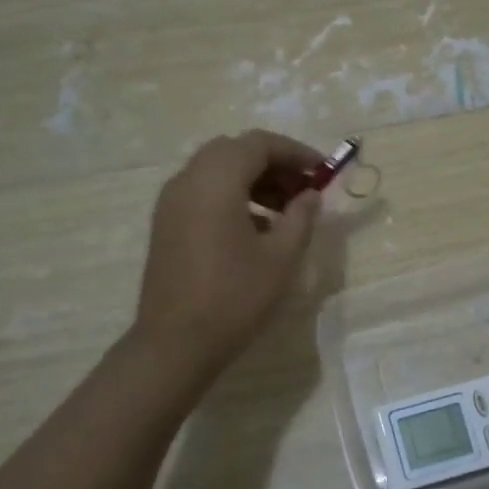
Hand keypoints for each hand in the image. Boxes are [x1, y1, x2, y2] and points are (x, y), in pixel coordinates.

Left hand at [131, 131, 322, 382]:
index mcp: (216, 181)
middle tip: (304, 189)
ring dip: (253, 180)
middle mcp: (188, 180)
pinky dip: (232, 196)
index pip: (258, 144)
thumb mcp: (281, 257)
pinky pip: (203, 192)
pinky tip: (257, 228)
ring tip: (286, 211)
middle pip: (235, 151)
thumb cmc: (234, 297)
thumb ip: (300, 217)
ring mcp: (171, 202)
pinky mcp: (166, 224)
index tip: (322, 172)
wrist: (175, 343)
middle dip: (273, 163)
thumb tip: (310, 195)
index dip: (295, 152)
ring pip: (217, 170)